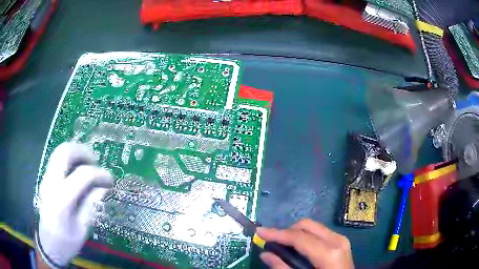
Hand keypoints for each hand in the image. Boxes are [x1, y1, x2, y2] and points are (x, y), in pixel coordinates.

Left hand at [37, 142, 112, 266]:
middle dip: (83, 152)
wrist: (48, 245)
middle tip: (96, 162)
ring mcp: (46, 179)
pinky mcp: (45, 179)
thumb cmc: (67, 242)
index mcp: (62, 200)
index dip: (99, 174)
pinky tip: (77, 169)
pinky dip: (69, 158)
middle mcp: (51, 183)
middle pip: (65, 152)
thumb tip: (103, 187)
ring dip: (75, 152)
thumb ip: (90, 204)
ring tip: (88, 163)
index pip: (82, 175)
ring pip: (59, 151)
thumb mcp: (82, 228)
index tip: (110, 180)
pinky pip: (57, 159)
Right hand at [256, 219, 353, 268]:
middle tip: (273, 242)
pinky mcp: (341, 242)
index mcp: (329, 251)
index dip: (276, 233)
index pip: (298, 237)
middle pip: (306, 225)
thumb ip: (283, 268)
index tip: (259, 231)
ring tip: (284, 246)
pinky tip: (299, 249)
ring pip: (313, 227)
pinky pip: (319, 233)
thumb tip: (265, 254)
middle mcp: (336, 240)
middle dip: (287, 231)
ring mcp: (341, 239)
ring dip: (296, 234)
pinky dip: (305, 237)